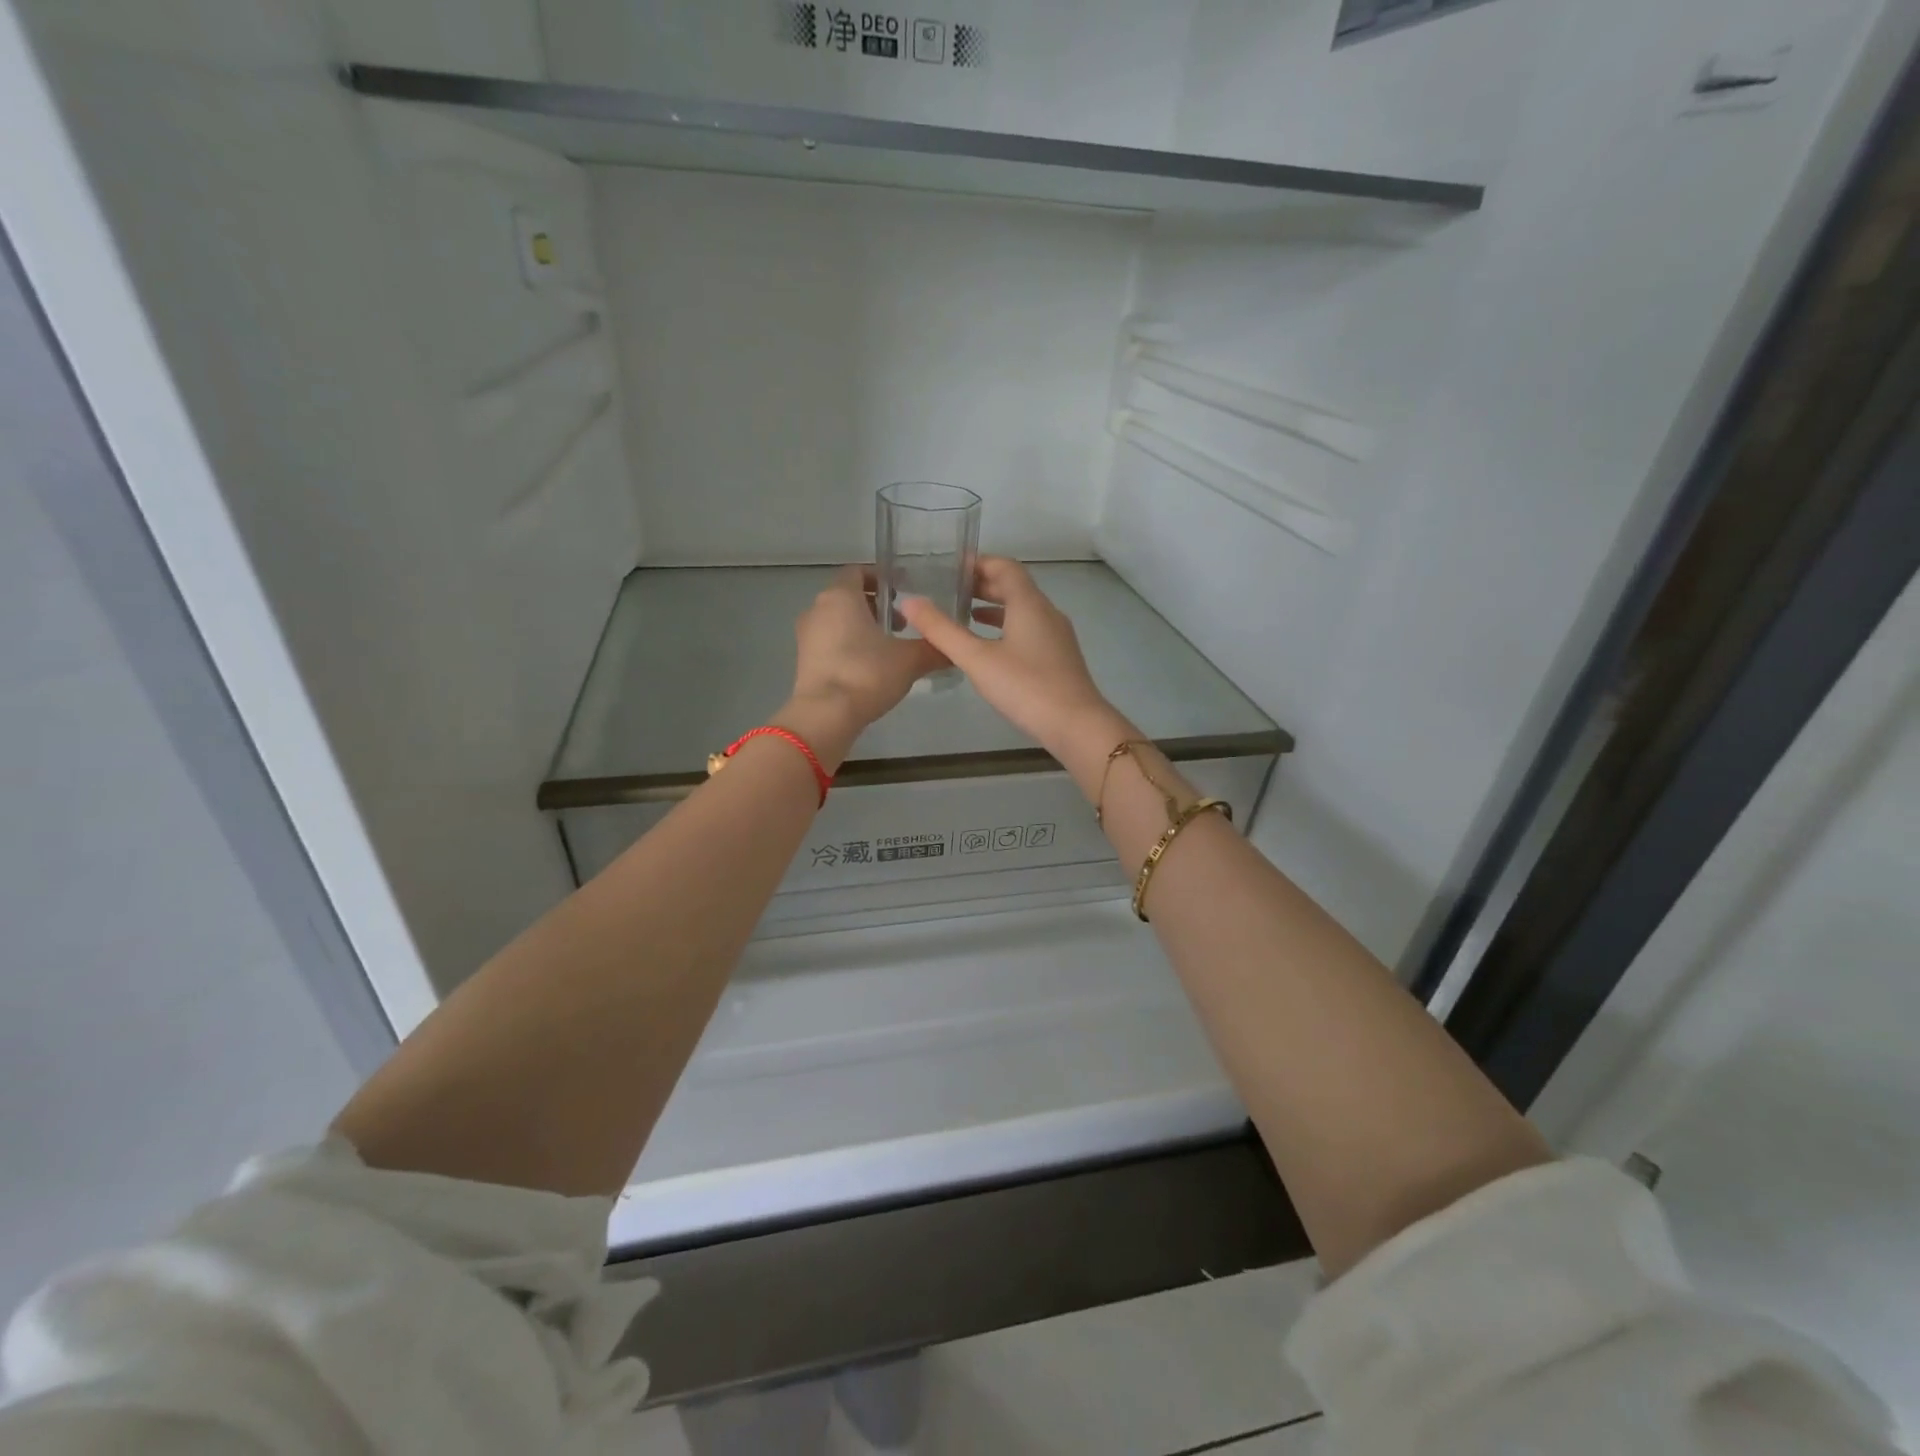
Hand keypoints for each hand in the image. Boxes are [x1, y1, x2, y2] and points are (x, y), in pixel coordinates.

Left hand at [785, 565, 947, 759]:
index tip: (904, 592)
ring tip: (889, 647)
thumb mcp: (910, 660)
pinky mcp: (804, 660)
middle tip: (902, 624)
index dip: (882, 578)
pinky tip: (870, 667)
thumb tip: (954, 650)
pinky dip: (849, 646)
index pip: (858, 571)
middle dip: (876, 606)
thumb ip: (934, 649)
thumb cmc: (867, 673)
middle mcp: (818, 608)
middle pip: (848, 597)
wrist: (826, 715)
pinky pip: (829, 642)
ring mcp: (806, 635)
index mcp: (840, 596)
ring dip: (862, 627)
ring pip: (838, 620)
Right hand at [899, 557, 1116, 754]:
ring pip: (1022, 610)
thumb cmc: (1025, 686)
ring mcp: (1056, 636)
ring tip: (963, 614)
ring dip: (994, 607)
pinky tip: (989, 647)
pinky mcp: (1058, 657)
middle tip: (949, 589)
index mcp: (1029, 603)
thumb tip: (908, 601)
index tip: (950, 567)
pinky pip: (1029, 630)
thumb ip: (941, 630)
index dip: (977, 562)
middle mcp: (1046, 612)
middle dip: (982, 584)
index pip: (1004, 567)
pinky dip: (1005, 628)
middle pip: (1014, 586)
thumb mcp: (977, 659)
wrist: (1076, 725)